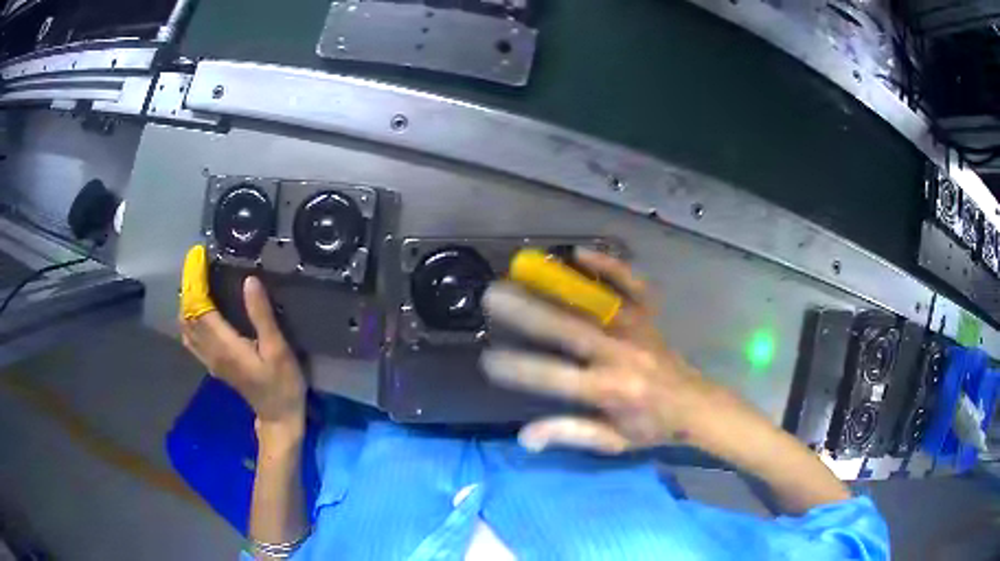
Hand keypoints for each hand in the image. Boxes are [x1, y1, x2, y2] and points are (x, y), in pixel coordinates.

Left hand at [179, 246, 306, 428]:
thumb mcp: (278, 349)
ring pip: (185, 326)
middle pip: (187, 314)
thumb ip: (261, 315)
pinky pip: (190, 337)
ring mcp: (209, 359)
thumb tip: (249, 281)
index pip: (199, 306)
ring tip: (196, 280)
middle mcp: (210, 351)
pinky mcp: (212, 364)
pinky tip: (196, 309)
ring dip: (186, 300)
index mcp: (224, 345)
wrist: (278, 417)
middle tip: (197, 262)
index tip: (199, 256)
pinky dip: (188, 318)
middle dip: (188, 285)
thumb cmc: (282, 383)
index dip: (196, 280)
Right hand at [481, 248, 718, 453]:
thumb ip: (570, 434)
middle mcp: (621, 355)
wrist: (695, 406)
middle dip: (528, 312)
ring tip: (524, 269)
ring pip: (594, 303)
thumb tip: (525, 436)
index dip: (519, 370)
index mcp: (610, 390)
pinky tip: (580, 254)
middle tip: (493, 296)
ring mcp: (636, 330)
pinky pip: (631, 285)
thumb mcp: (612, 441)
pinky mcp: (649, 315)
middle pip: (570, 330)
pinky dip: (609, 266)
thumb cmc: (651, 427)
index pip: (555, 378)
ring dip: (557, 285)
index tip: (488, 359)